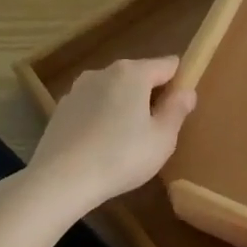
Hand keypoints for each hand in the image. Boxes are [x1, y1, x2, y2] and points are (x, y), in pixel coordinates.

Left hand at [29, 57, 196, 214]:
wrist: (59, 181)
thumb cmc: (120, 157)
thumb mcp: (162, 139)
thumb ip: (177, 110)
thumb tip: (186, 92)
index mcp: (133, 73)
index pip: (168, 65)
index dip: (179, 82)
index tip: (180, 108)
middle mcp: (104, 72)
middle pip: (139, 76)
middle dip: (150, 96)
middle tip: (156, 131)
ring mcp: (78, 89)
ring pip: (113, 91)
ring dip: (124, 107)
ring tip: (126, 142)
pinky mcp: (61, 109)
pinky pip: (92, 106)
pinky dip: (101, 118)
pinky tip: (99, 147)